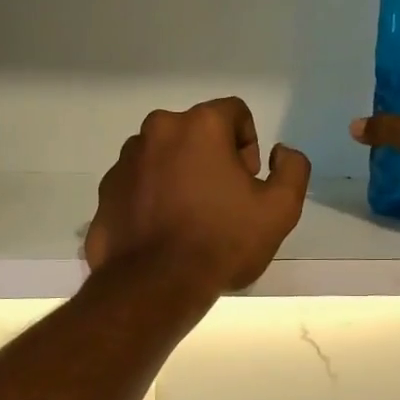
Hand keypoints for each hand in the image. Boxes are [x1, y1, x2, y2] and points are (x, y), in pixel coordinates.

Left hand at [86, 98, 311, 295]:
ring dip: (181, 174)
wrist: (154, 287)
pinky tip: (164, 230)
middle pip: (196, 132)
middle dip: (214, 158)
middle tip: (223, 202)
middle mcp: (157, 130)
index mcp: (199, 125)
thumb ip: (292, 169)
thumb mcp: (280, 209)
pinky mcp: (106, 190)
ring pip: (165, 155)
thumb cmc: (221, 242)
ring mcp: (126, 160)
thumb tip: (280, 152)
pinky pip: (140, 181)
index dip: (248, 145)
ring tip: (190, 218)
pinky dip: (154, 195)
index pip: (235, 113)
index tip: (247, 183)